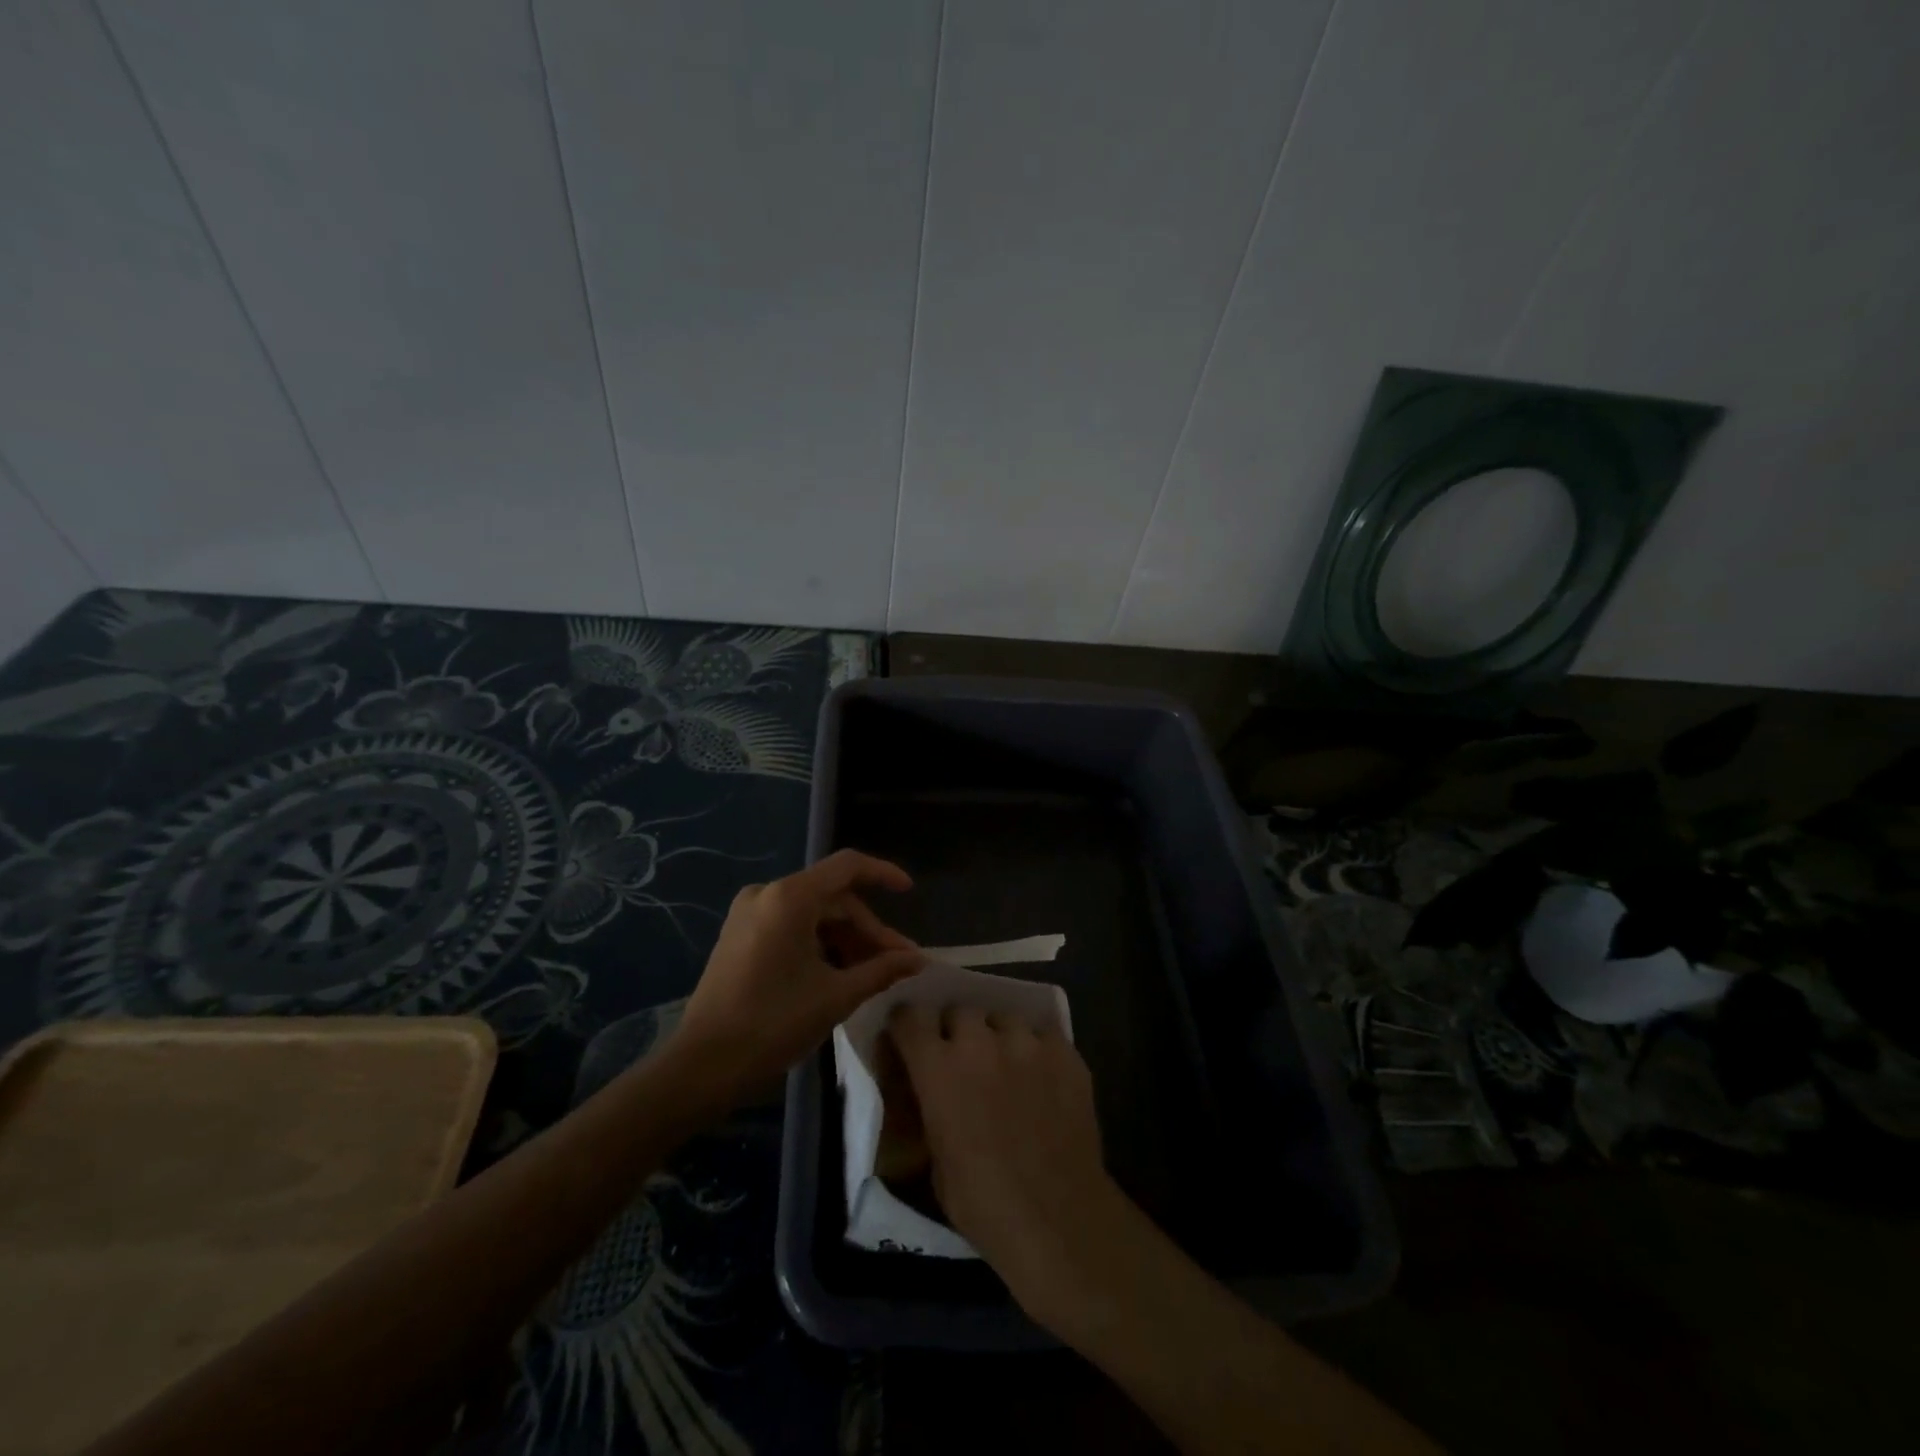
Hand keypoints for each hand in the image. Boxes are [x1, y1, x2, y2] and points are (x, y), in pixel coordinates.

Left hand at [672, 850, 924, 1104]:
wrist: (702, 1065)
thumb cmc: (773, 1024)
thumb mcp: (836, 996)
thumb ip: (881, 970)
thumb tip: (918, 959)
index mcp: (790, 898)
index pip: (847, 867)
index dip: (883, 874)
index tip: (909, 893)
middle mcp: (767, 893)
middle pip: (833, 897)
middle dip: (867, 929)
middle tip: (897, 963)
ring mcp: (749, 913)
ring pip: (813, 914)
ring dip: (845, 940)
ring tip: (871, 974)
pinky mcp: (739, 934)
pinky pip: (791, 926)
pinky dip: (819, 944)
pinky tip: (837, 973)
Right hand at [888, 1004, 1128, 1325]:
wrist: (1057, 1218)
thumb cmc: (984, 1204)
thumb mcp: (935, 1160)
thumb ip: (931, 1112)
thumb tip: (932, 1097)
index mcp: (938, 1068)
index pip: (910, 1016)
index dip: (908, 1025)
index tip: (910, 1037)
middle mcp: (979, 1042)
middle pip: (960, 1011)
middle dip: (957, 1031)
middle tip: (965, 1060)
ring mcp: (1026, 1042)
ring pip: (1003, 1018)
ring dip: (998, 1037)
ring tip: (1008, 1066)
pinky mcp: (1064, 1052)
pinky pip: (1043, 1035)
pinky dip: (1037, 1050)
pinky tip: (1043, 1078)